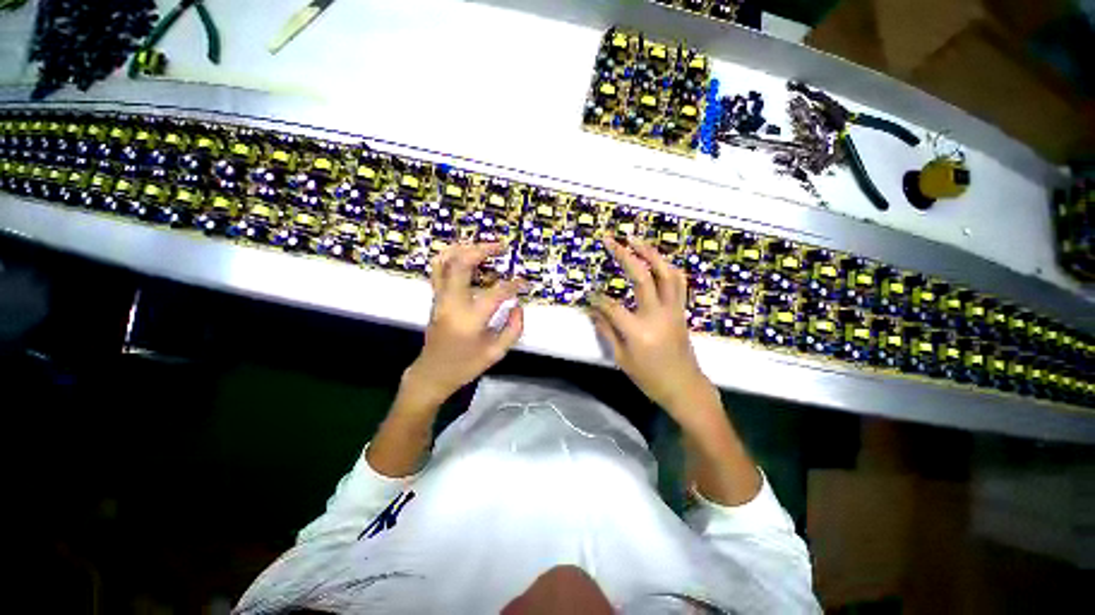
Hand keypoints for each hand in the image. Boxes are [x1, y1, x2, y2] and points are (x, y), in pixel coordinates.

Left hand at [402, 242, 524, 407]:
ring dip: (465, 248)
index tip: (524, 283)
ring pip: (445, 261)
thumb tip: (518, 305)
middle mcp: (452, 302)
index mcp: (470, 319)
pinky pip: (438, 268)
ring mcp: (440, 297)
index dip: (514, 285)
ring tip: (484, 247)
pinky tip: (466, 255)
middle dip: (483, 249)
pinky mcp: (435, 297)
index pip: (496, 292)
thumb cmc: (466, 365)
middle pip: (462, 263)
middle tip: (501, 247)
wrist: (433, 373)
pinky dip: (451, 255)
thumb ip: (513, 328)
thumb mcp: (497, 352)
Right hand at [590, 236, 717, 422]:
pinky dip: (667, 266)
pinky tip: (657, 260)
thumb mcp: (622, 359)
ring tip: (636, 240)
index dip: (597, 299)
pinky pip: (678, 282)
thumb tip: (593, 310)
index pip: (611, 306)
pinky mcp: (681, 310)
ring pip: (666, 273)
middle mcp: (657, 315)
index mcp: (638, 331)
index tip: (589, 296)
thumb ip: (606, 331)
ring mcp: (673, 310)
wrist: (685, 387)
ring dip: (651, 253)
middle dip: (625, 255)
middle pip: (642, 277)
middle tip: (611, 240)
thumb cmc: (649, 378)